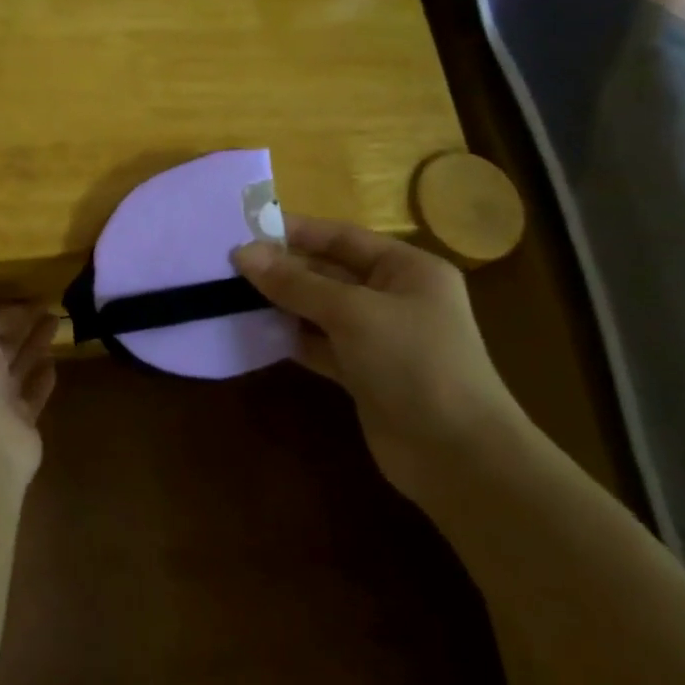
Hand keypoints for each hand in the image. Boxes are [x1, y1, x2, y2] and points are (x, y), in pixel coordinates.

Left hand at [0, 306, 58, 484]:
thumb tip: (20, 311)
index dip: (5, 312)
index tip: (32, 298)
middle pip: (0, 346)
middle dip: (22, 326)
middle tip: (49, 308)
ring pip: (18, 367)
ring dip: (35, 346)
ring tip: (57, 323)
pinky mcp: (20, 424)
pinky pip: (32, 395)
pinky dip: (42, 379)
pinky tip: (54, 362)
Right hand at [231, 216, 523, 496]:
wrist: (457, 455)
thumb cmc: (413, 363)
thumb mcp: (352, 313)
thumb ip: (296, 283)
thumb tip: (242, 253)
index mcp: (407, 269)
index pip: (342, 237)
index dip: (295, 231)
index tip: (245, 229)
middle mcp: (393, 296)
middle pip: (328, 272)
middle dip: (282, 268)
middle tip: (227, 265)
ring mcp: (378, 337)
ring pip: (319, 309)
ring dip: (281, 303)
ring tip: (229, 294)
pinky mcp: (362, 372)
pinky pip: (318, 344)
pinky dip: (290, 337)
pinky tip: (253, 332)